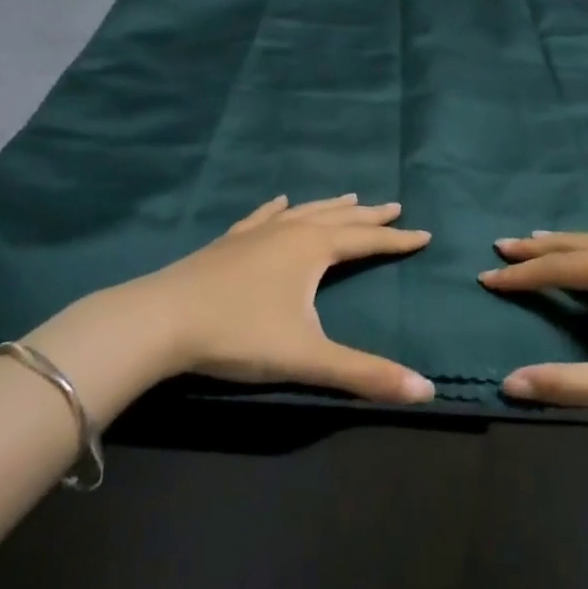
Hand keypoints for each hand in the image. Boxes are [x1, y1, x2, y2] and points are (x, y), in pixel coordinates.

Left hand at [107, 194, 435, 404]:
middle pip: (338, 218)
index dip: (397, 241)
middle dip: (369, 216)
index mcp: (313, 250)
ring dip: (330, 206)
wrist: (161, 319)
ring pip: (303, 212)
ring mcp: (255, 233)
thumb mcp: (307, 358)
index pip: (367, 241)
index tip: (424, 234)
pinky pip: (263, 216)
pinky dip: (279, 209)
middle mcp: (289, 232)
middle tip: (394, 207)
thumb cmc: (239, 334)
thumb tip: (426, 391)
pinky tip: (280, 203)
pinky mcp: (228, 242)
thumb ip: (365, 374)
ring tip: (350, 198)